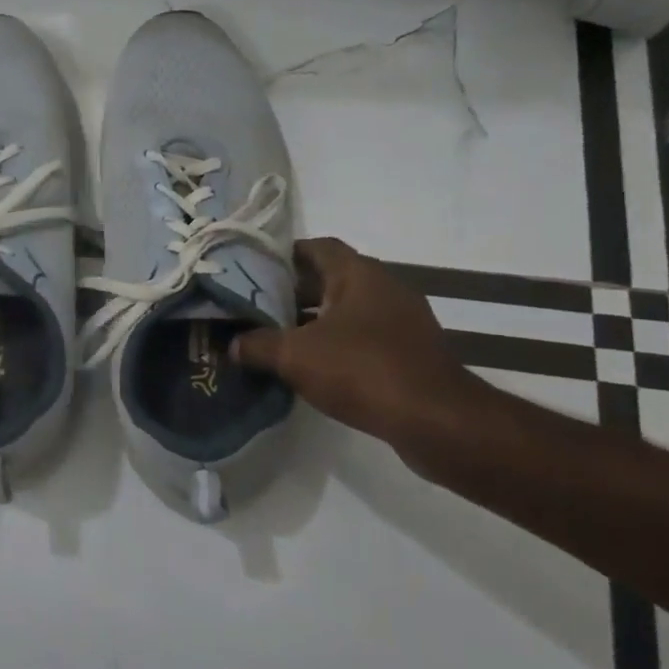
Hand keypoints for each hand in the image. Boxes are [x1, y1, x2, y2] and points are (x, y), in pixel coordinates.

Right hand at [231, 237, 480, 453]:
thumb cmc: (362, 370)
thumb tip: (232, 344)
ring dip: (315, 320)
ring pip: (348, 309)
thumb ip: (257, 345)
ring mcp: (403, 321)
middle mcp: (385, 288)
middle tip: (257, 306)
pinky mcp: (411, 352)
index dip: (284, 255)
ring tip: (278, 337)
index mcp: (359, 274)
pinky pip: (365, 336)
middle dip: (294, 291)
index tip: (254, 271)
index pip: (317, 247)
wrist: (437, 421)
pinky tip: (313, 366)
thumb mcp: (294, 356)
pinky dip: (338, 344)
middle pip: (331, 278)